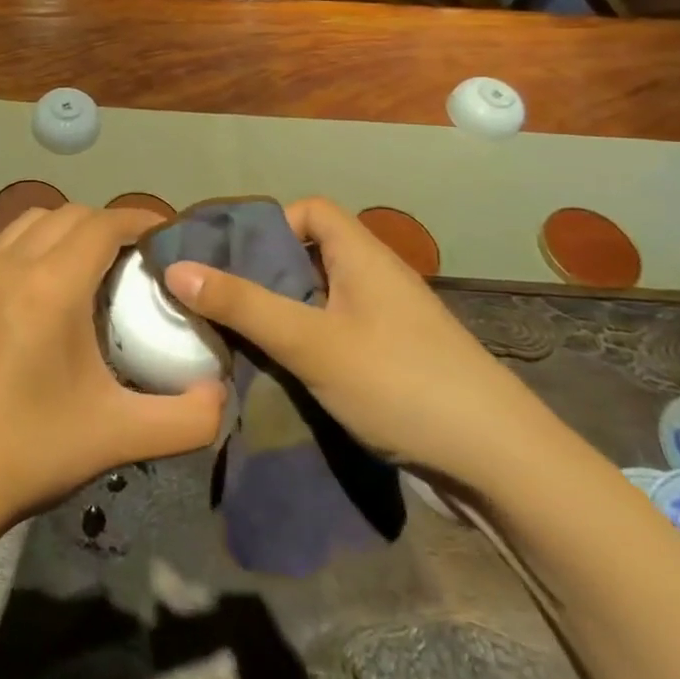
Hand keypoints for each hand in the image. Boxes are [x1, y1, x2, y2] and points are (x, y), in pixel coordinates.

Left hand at [0, 204, 225, 532]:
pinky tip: (53, 288)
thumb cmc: (32, 451)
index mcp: (50, 288)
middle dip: (109, 223)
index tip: (169, 237)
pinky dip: (39, 242)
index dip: (140, 220)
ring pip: (33, 220)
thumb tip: (222, 393)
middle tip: (141, 259)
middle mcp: (12, 266)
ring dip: (70, 227)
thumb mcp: (121, 437)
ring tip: (98, 266)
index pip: (102, 224)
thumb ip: (187, 418)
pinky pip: (9, 243)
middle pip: (69, 214)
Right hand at [163, 197, 551, 486]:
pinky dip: (305, 344)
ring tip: (238, 336)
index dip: (270, 223)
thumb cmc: (401, 384)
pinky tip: (281, 372)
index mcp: (363, 256)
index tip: (230, 255)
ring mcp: (389, 325)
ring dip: (281, 313)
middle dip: (263, 273)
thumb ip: (243, 305)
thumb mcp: (311, 342)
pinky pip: (337, 335)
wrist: (504, 468)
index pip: (311, 210)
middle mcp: (377, 280)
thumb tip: (175, 268)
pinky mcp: (395, 364)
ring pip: (321, 300)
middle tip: (218, 298)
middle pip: (311, 255)